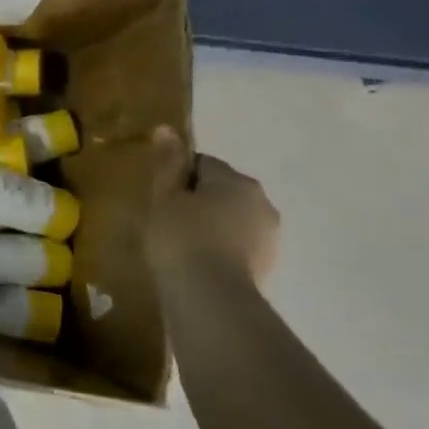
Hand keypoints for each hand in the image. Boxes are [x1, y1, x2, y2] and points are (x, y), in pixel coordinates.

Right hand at [145, 125, 279, 284]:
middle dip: (198, 202)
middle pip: (222, 191)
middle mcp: (262, 202)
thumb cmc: (181, 239)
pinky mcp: (267, 268)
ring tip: (180, 248)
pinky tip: (197, 266)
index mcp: (237, 180)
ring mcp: (269, 237)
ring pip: (232, 221)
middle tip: (166, 222)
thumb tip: (167, 128)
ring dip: (211, 227)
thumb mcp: (164, 198)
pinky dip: (220, 252)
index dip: (177, 177)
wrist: (210, 299)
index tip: (158, 197)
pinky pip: (237, 248)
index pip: (203, 164)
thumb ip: (168, 164)